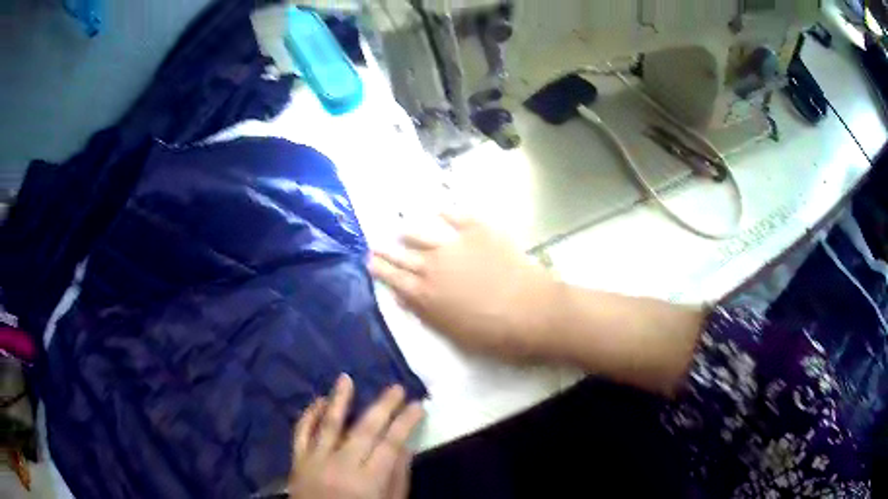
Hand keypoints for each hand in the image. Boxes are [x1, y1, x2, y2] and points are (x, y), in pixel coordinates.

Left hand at [289, 374, 423, 498]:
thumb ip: (398, 477)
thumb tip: (407, 446)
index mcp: (368, 480)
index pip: (391, 444)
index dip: (406, 422)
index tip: (418, 405)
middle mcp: (341, 465)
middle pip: (364, 430)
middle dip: (383, 406)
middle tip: (395, 388)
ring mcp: (315, 461)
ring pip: (329, 425)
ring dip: (338, 400)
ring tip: (346, 378)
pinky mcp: (297, 461)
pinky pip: (301, 434)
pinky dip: (308, 416)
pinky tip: (317, 402)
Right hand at [369, 213, 560, 359]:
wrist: (531, 312)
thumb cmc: (493, 334)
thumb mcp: (451, 333)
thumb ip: (425, 312)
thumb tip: (403, 295)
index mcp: (425, 294)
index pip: (393, 279)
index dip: (380, 270)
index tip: (369, 262)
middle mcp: (432, 265)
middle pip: (402, 255)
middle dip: (386, 251)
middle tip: (375, 244)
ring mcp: (455, 244)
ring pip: (422, 233)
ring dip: (409, 232)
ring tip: (401, 228)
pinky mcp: (479, 231)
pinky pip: (456, 216)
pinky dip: (446, 214)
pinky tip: (439, 211)